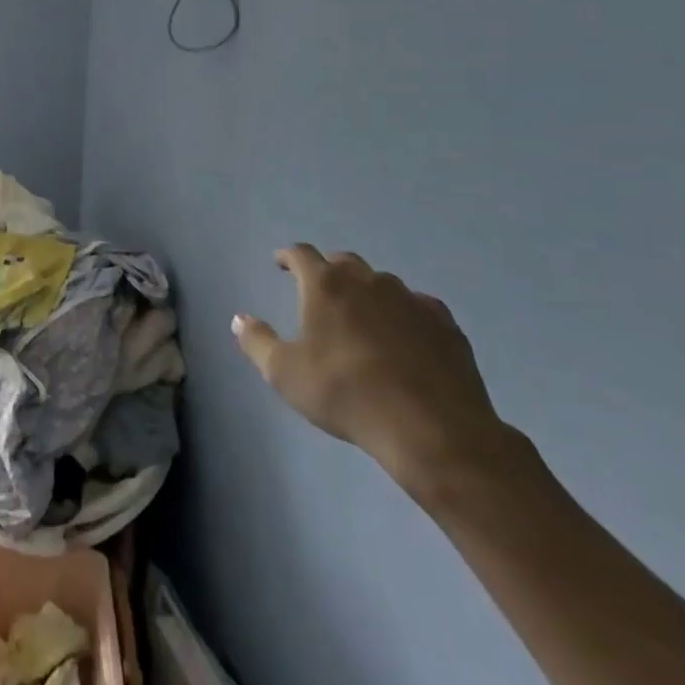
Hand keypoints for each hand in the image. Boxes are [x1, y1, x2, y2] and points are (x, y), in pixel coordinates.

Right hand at [232, 245, 510, 495]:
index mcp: (325, 285)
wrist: (431, 429)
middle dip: (328, 271)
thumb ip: (257, 341)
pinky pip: (417, 307)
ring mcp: (410, 299)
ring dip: (367, 293)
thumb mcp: (285, 374)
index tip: (280, 263)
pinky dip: (404, 315)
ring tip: (362, 318)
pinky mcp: (444, 324)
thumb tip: (239, 318)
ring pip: (382, 283)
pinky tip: (405, 337)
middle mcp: (367, 281)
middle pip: (343, 262)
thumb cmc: (346, 395)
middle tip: (320, 291)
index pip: (301, 255)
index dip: (288, 257)